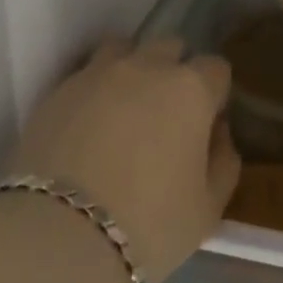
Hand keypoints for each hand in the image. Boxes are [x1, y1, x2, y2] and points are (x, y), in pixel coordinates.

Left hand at [8, 37, 239, 282]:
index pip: (215, 68)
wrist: (59, 235)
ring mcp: (99, 72)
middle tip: (167, 116)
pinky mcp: (60, 88)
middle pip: (170, 47)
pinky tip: (90, 125)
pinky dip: (95, 90)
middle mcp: (146, 67)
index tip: (207, 123)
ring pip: (125, 49)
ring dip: (132, 69)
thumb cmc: (148, 224)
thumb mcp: (207, 209)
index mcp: (190, 89)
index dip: (215, 94)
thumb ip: (223, 162)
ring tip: (125, 109)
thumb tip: (218, 132)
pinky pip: (87, 74)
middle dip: (175, 72)